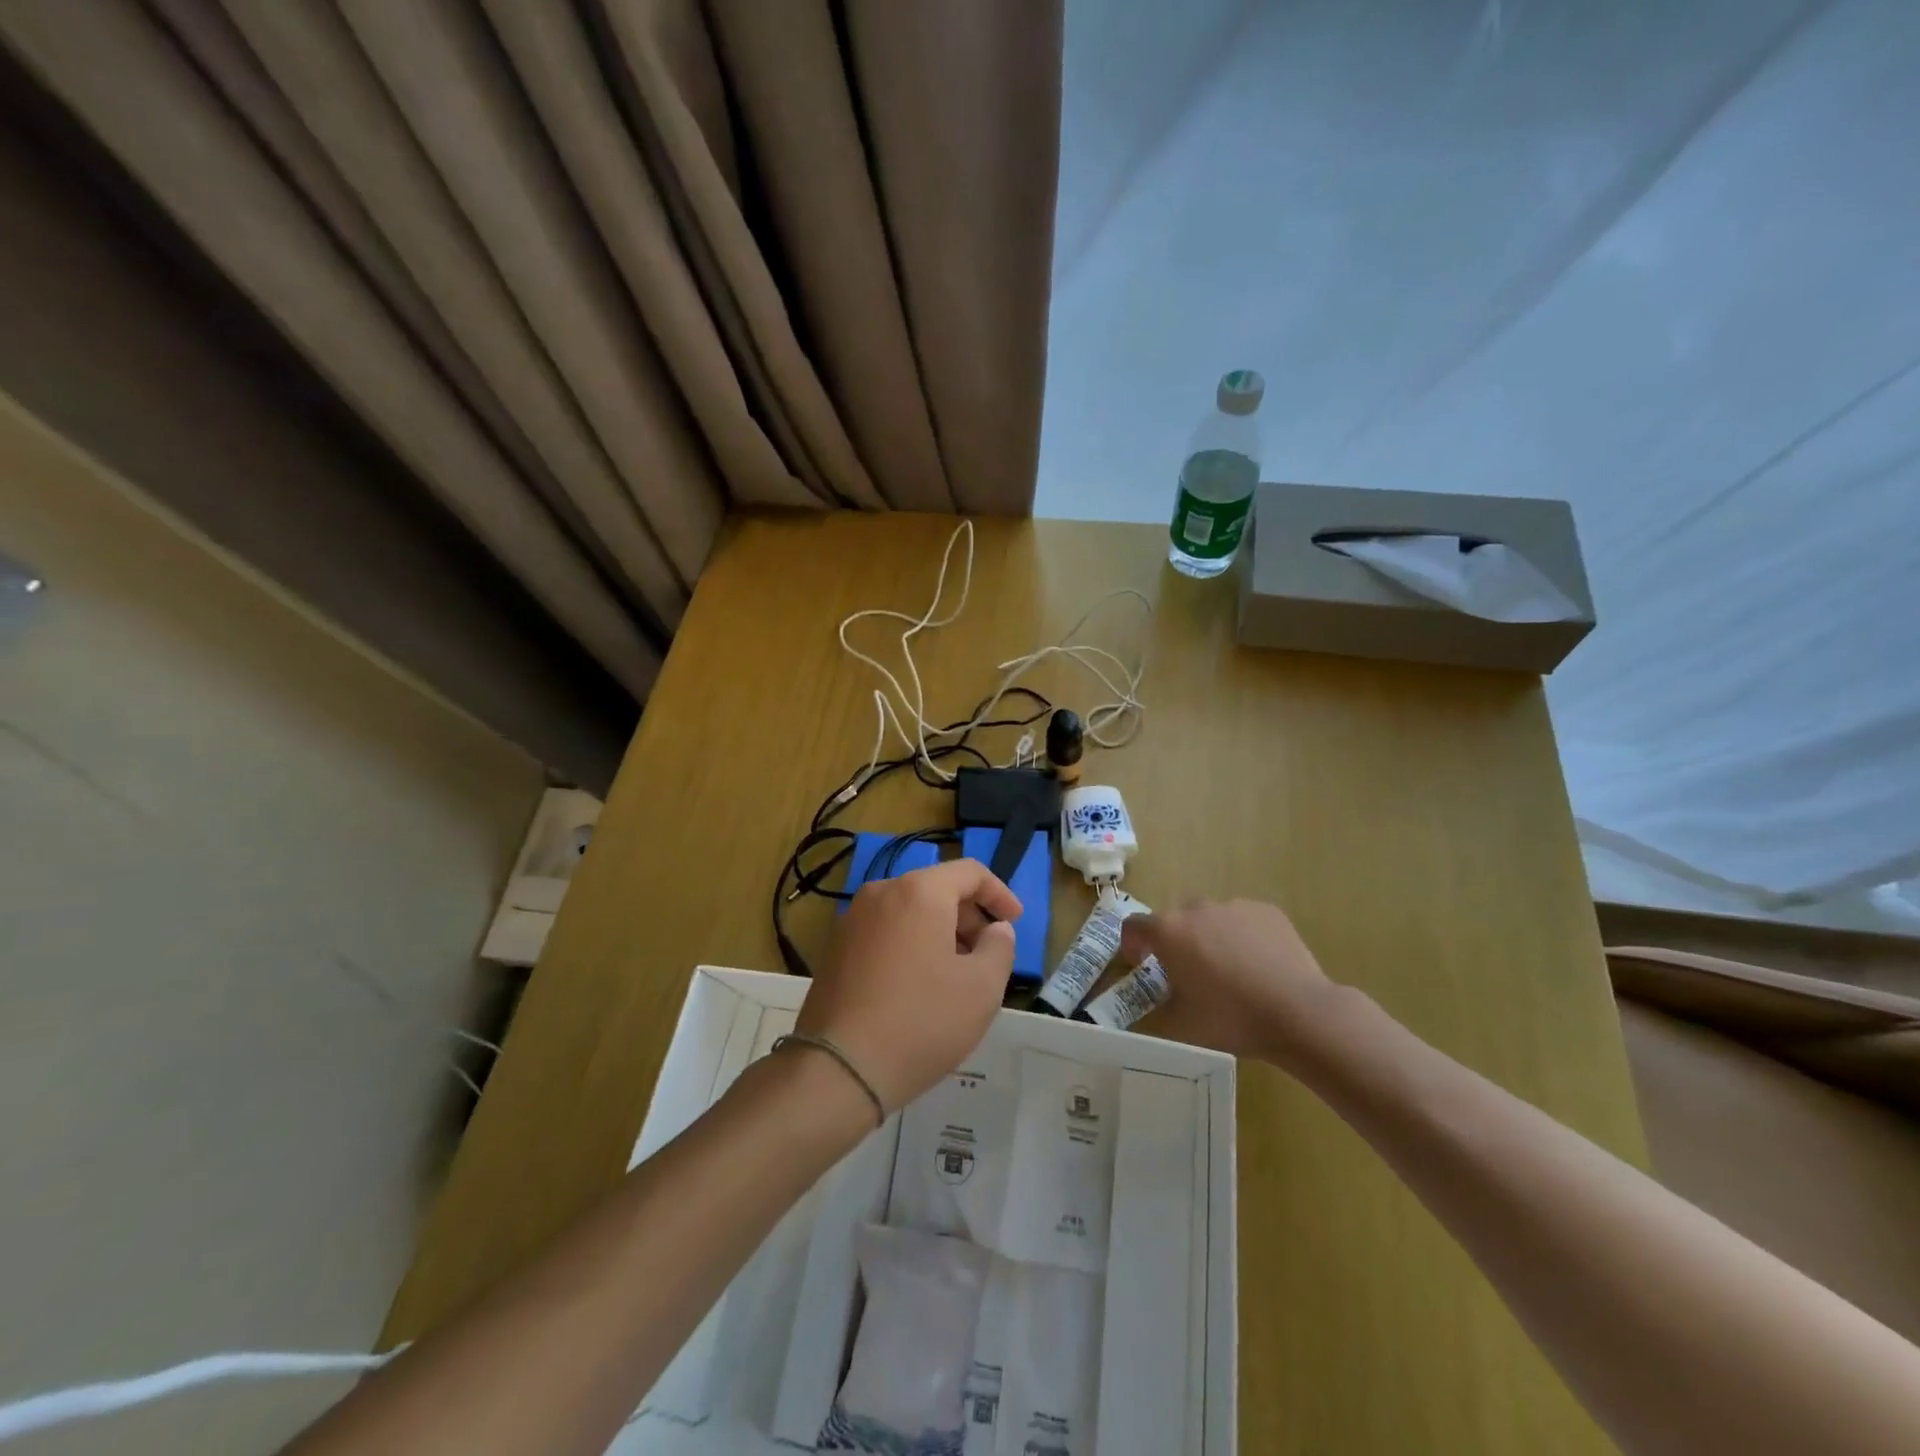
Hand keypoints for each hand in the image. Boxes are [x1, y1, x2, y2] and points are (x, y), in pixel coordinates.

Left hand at [797, 859, 1021, 1110]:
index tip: (1015, 922)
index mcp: (919, 891)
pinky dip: (911, 945)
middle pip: (937, 889)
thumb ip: (1000, 948)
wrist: (839, 1068)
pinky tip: (919, 987)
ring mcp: (852, 920)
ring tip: (956, 976)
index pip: (969, 872)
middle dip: (969, 917)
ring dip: (940, 933)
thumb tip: (997, 930)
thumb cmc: (921, 1021)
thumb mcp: (982, 988)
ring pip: (910, 912)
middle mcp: (881, 893)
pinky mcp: (835, 948)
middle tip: (987, 956)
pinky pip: (885, 932)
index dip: (999, 894)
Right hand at [1120, 898, 1341, 1063]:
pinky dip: (1241, 936)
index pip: (1135, 925)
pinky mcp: (1267, 911)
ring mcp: (1235, 906)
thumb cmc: (1232, 1019)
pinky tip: (1258, 966)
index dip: (1132, 943)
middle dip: (1175, 941)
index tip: (1140, 963)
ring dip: (1209, 937)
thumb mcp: (1181, 1026)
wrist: (1299, 1012)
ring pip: (1211, 917)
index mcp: (1169, 932)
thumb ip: (1156, 1010)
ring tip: (1229, 971)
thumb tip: (1151, 1005)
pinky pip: (1242, 920)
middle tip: (1188, 973)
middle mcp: (1197, 909)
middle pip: (1175, 919)